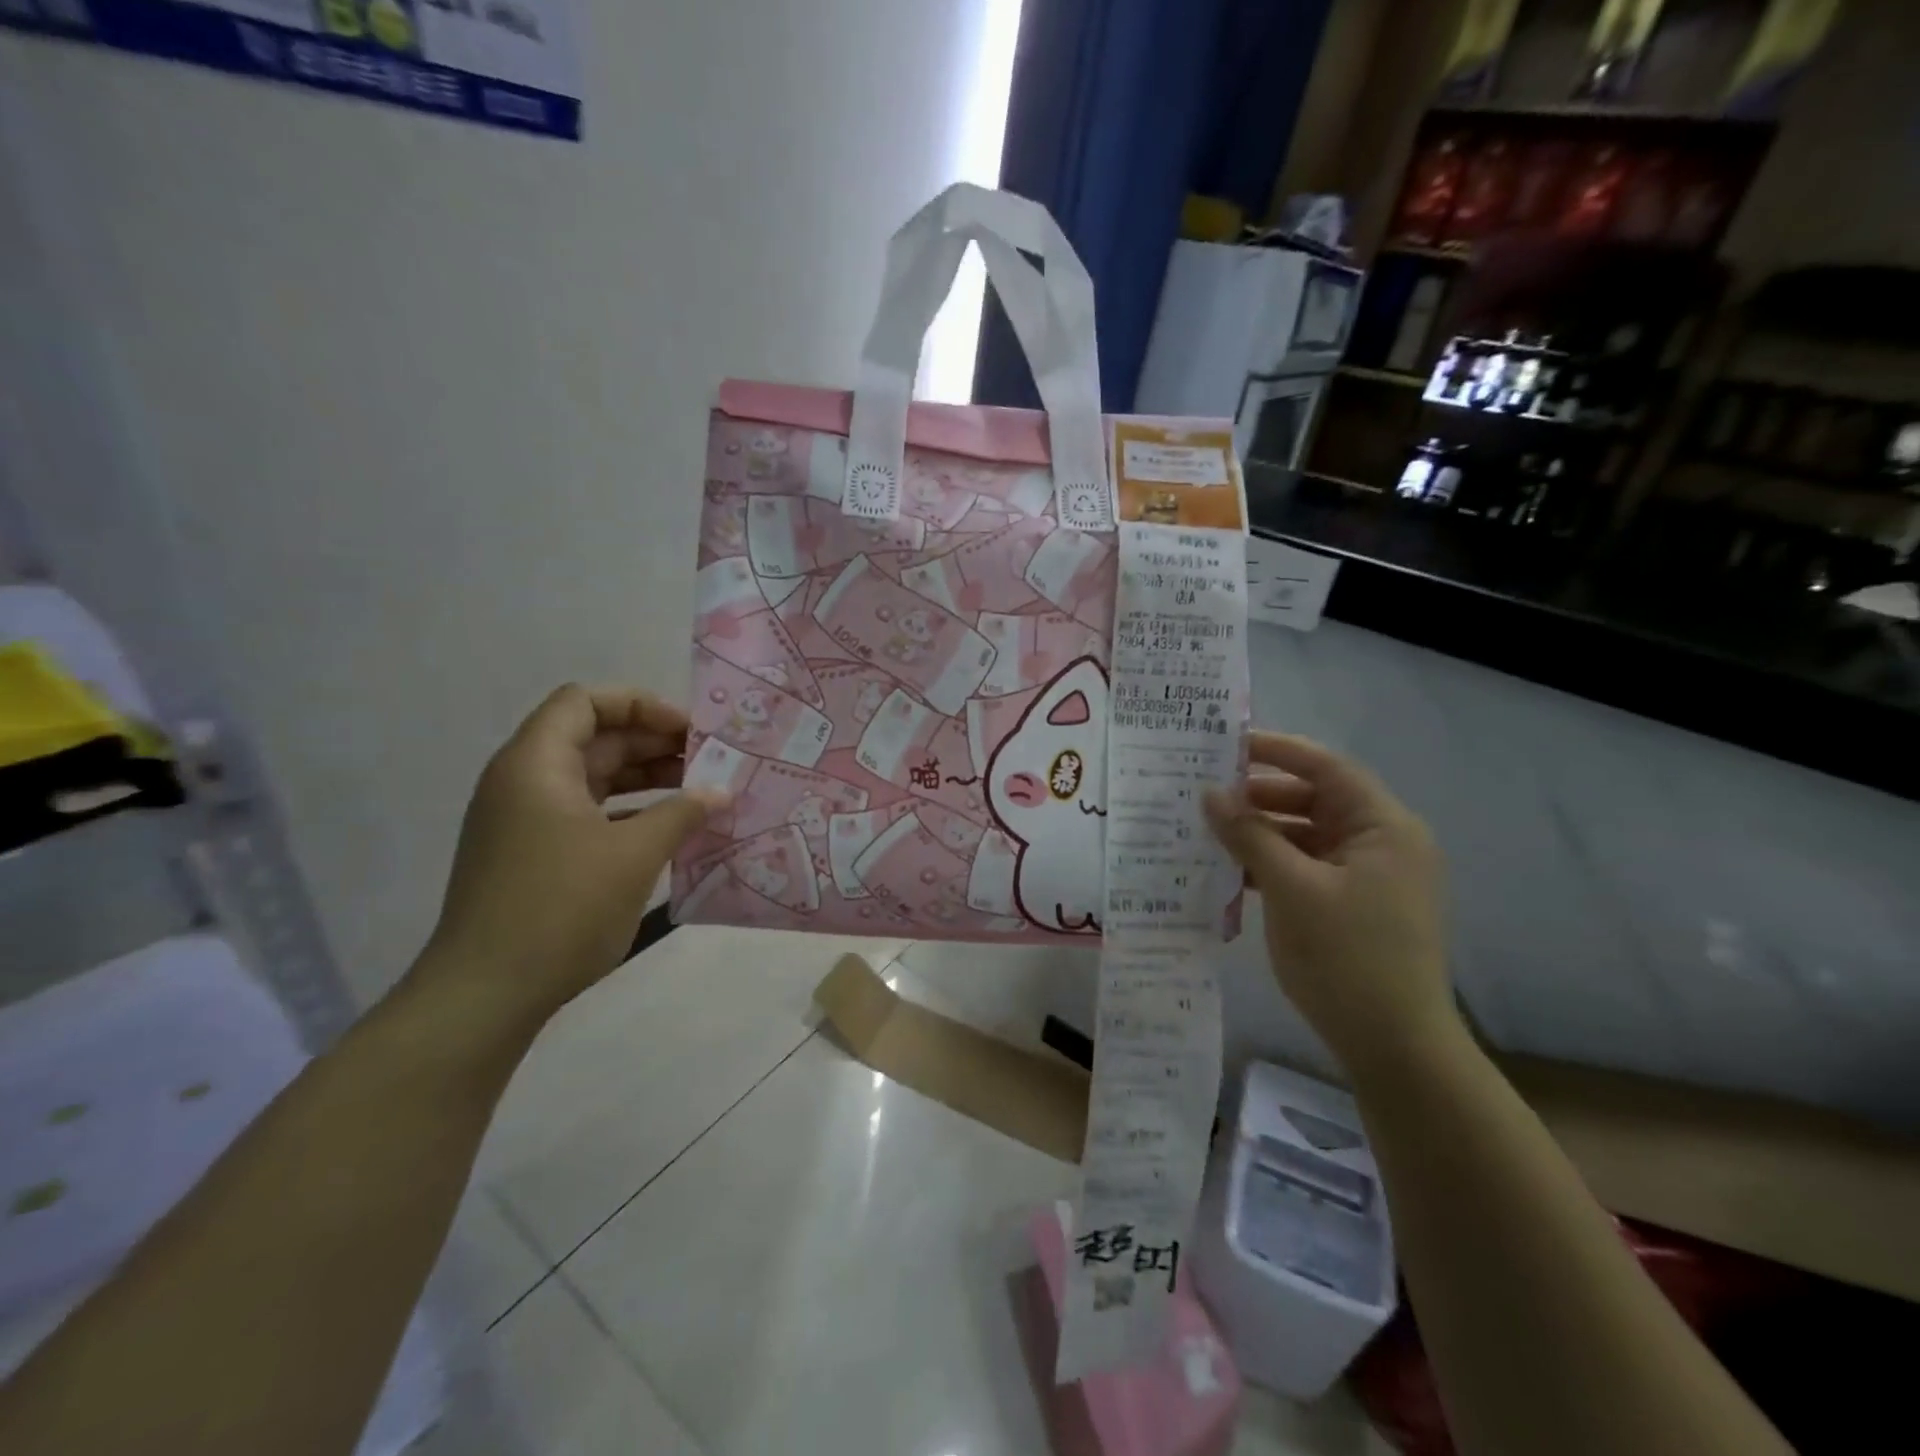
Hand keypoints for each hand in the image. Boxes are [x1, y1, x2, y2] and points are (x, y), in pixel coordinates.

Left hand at [418, 685, 727, 1027]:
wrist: (486, 993)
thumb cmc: (561, 907)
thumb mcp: (634, 854)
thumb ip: (682, 813)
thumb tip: (720, 792)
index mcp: (536, 764)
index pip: (585, 701)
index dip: (640, 705)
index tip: (689, 731)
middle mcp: (524, 782)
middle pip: (593, 737)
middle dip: (653, 742)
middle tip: (708, 761)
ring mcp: (525, 820)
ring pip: (592, 777)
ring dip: (644, 778)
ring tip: (698, 792)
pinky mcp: (533, 854)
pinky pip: (586, 813)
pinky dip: (627, 811)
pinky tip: (667, 829)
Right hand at [1205, 733, 1454, 1078]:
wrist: (1394, 1047)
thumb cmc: (1347, 957)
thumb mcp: (1291, 888)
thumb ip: (1249, 834)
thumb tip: (1209, 793)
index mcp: (1383, 827)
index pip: (1326, 767)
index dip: (1276, 750)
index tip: (1224, 745)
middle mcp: (1381, 842)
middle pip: (1315, 799)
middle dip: (1260, 796)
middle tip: (1204, 794)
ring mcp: (1368, 876)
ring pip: (1306, 835)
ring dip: (1260, 832)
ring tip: (1207, 831)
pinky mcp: (1352, 904)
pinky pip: (1306, 867)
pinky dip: (1271, 864)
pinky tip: (1230, 870)